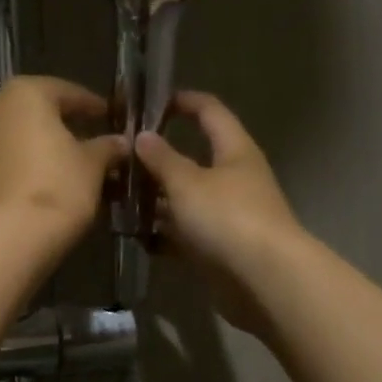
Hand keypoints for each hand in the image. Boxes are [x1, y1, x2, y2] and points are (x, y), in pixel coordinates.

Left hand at [0, 76, 128, 236]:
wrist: (7, 238)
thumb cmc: (56, 188)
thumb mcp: (92, 165)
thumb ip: (106, 147)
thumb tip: (119, 142)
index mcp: (23, 94)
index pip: (65, 92)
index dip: (90, 105)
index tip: (108, 116)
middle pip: (33, 112)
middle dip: (60, 125)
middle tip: (86, 140)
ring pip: (13, 137)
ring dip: (36, 147)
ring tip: (64, 166)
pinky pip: (0, 161)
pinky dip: (19, 167)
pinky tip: (38, 184)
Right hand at [134, 91, 303, 332]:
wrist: (265, 279)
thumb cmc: (228, 217)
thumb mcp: (187, 183)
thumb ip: (162, 159)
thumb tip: (142, 136)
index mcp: (234, 150)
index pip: (210, 111)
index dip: (182, 102)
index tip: (149, 103)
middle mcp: (234, 178)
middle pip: (194, 158)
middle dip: (159, 159)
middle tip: (121, 159)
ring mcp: (228, 215)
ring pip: (187, 199)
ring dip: (156, 198)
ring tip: (117, 198)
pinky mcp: (220, 247)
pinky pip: (186, 232)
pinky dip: (164, 232)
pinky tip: (135, 235)